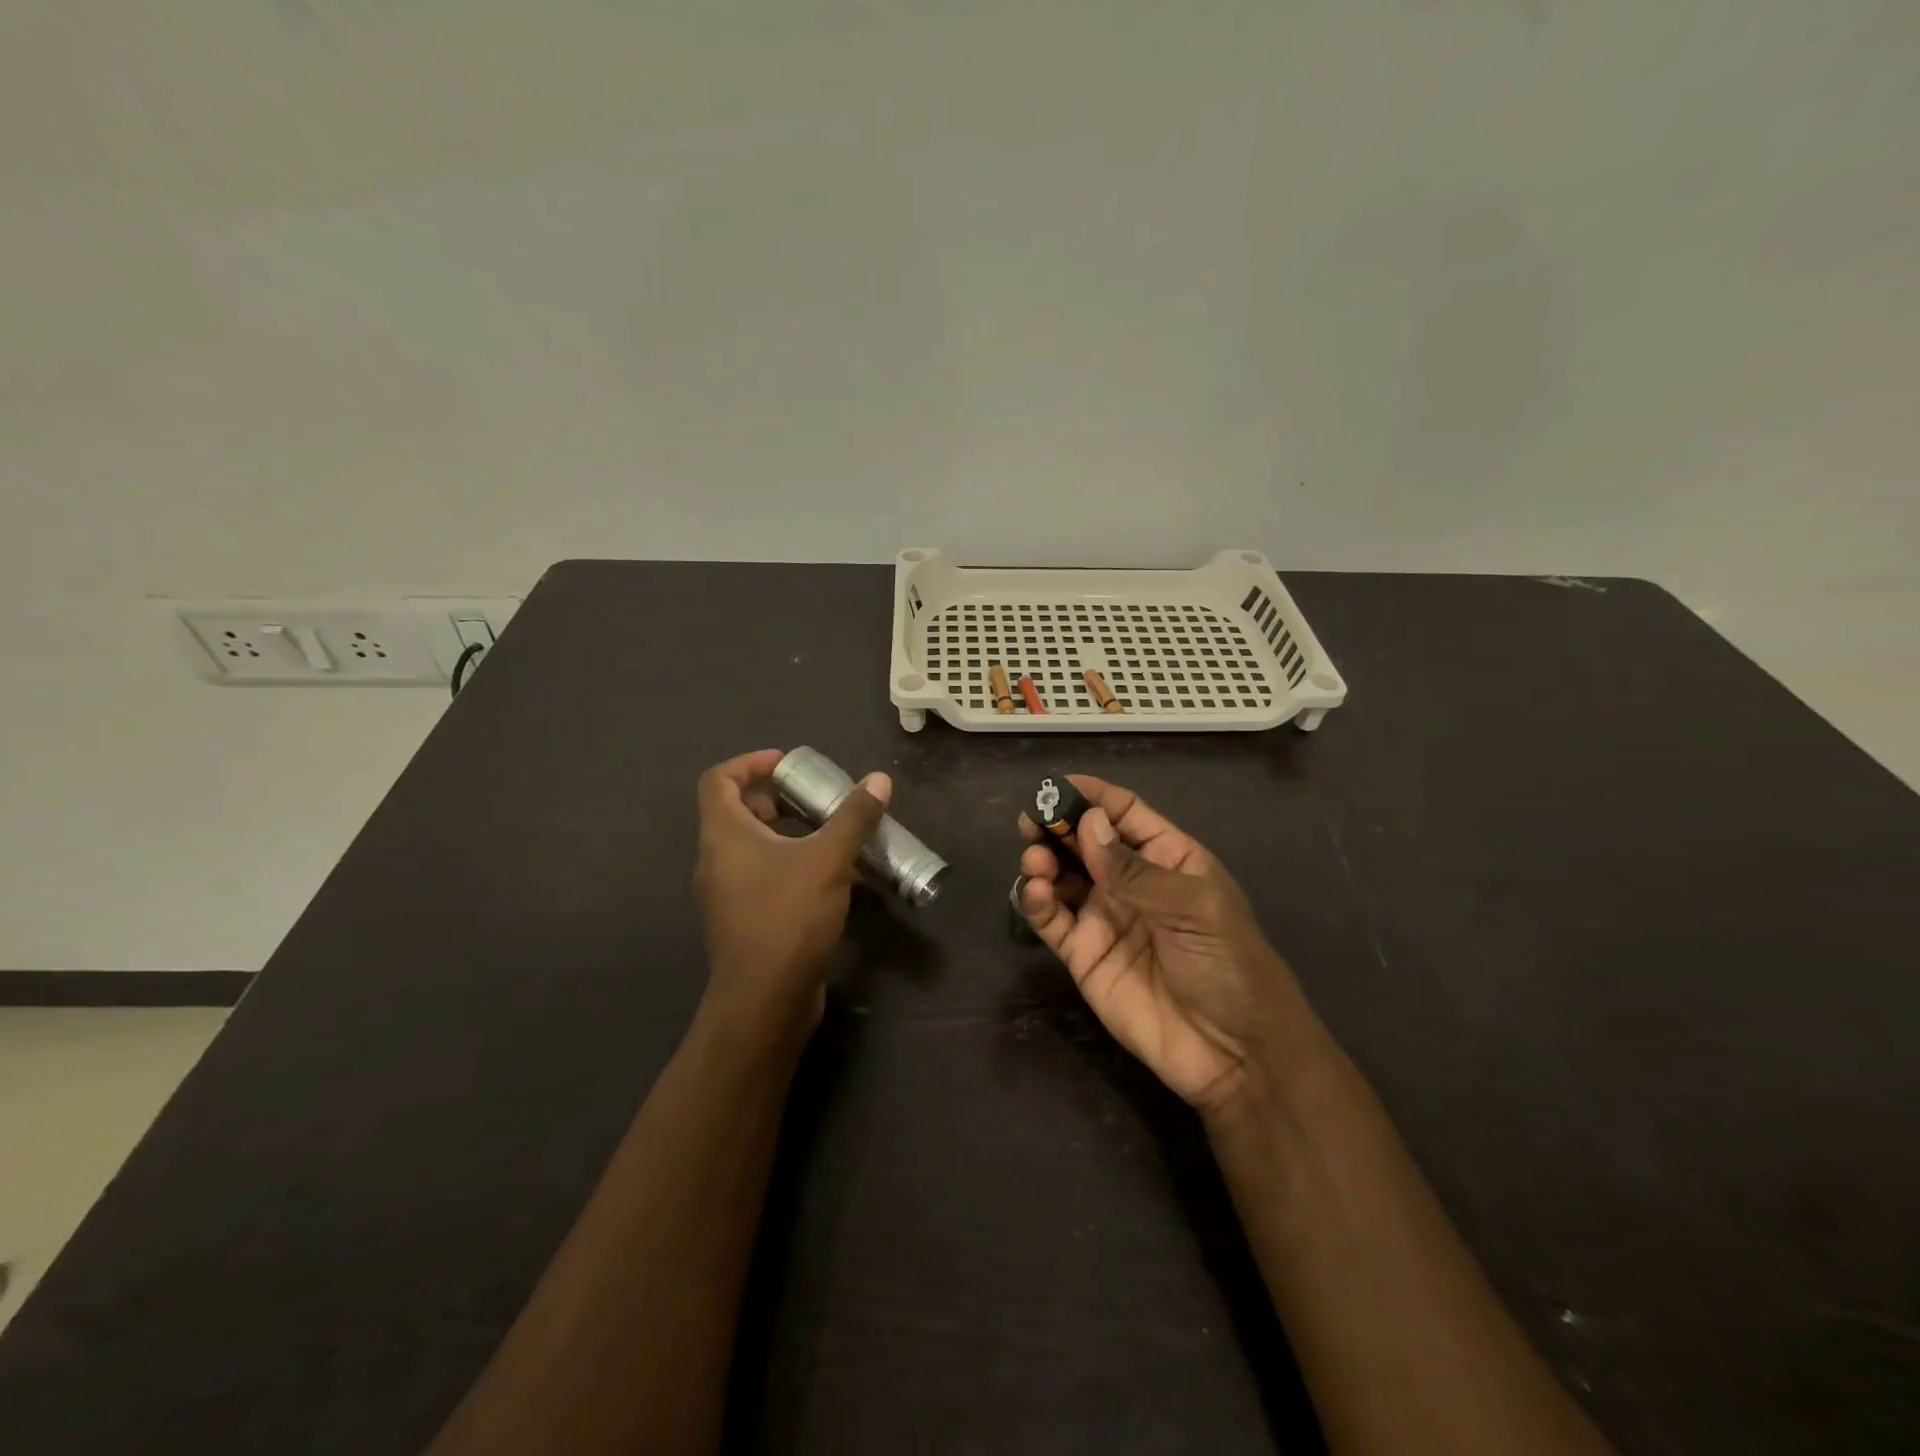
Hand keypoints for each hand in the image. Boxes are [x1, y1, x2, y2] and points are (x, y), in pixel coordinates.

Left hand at [694, 749, 890, 1045]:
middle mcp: (716, 860)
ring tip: (829, 834)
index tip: (788, 764)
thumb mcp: (829, 859)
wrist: (765, 999)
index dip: (750, 763)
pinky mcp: (743, 920)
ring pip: (751, 848)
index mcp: (724, 835)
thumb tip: (879, 780)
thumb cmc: (788, 916)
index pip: (719, 780)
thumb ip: (854, 817)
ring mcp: (726, 894)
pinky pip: (762, 877)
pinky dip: (789, 865)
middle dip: (776, 799)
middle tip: (815, 799)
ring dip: (786, 833)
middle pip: (736, 812)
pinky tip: (829, 877)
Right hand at [1018, 775, 1313, 1112]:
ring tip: (1035, 860)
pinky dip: (1036, 901)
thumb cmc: (1228, 964)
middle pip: (1085, 841)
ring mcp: (1104, 917)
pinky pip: (1052, 919)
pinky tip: (1034, 891)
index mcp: (1167, 859)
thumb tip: (1088, 823)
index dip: (1094, 797)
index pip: (1125, 814)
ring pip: (1062, 876)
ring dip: (1043, 860)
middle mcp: (1130, 882)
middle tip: (1032, 818)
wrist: (1234, 1053)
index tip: (1058, 785)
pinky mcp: (1083, 954)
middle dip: (1057, 825)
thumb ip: (1134, 869)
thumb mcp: (1193, 907)